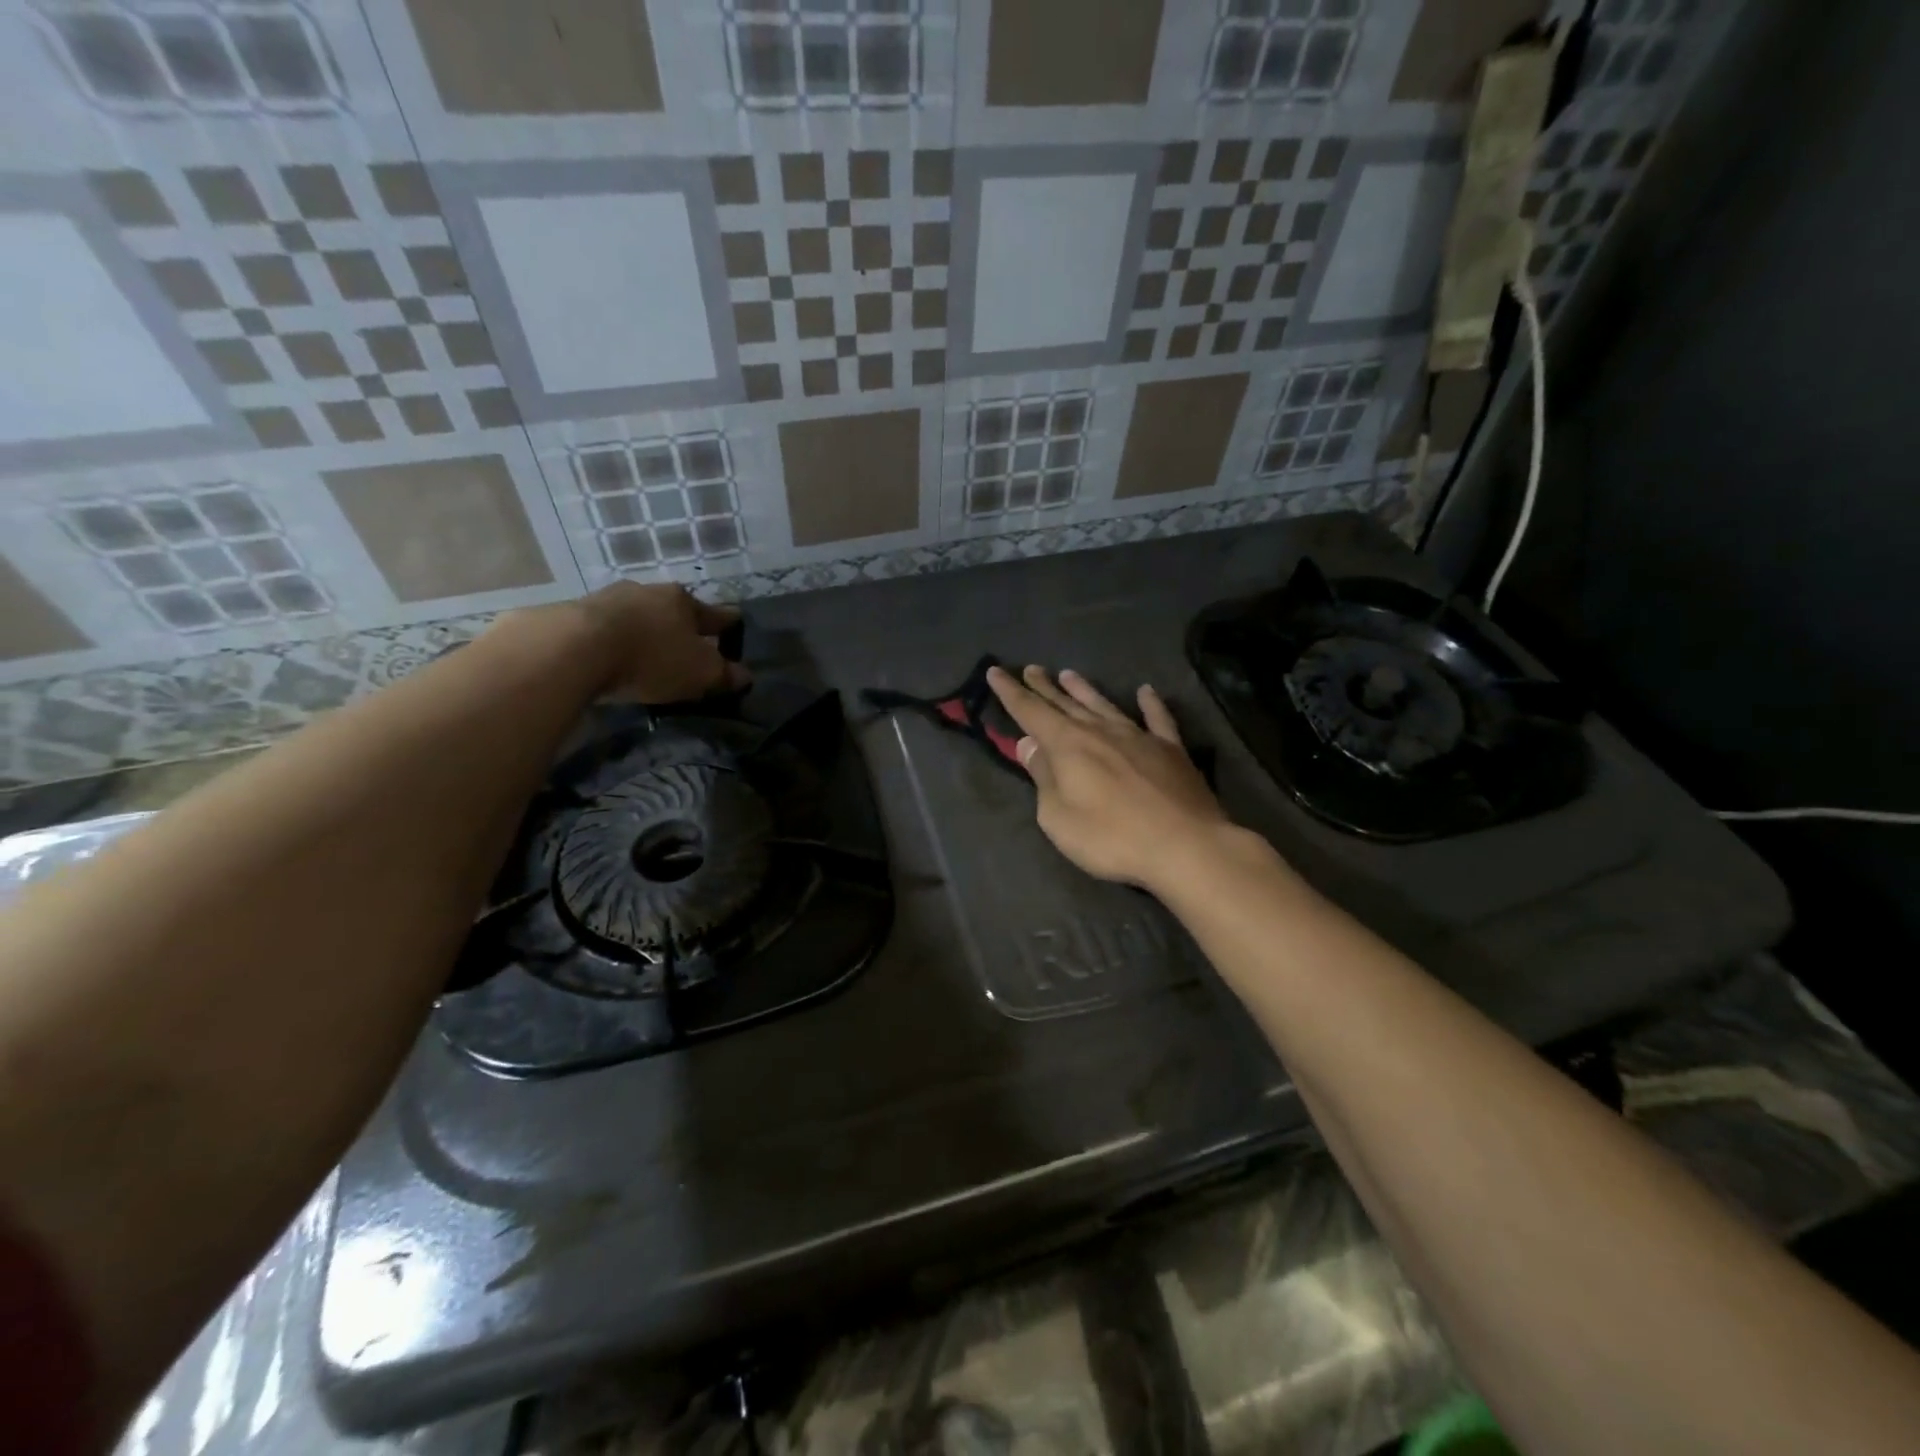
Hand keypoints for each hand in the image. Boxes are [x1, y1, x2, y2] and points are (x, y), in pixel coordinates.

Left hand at [573, 583, 749, 703]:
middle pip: (673, 610)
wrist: (575, 648)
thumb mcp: (700, 673)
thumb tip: (745, 675)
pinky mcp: (575, 613)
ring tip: (646, 651)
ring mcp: (609, 598)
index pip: (715, 614)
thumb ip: (724, 675)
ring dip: (644, 630)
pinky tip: (612, 654)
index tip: (735, 624)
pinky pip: (606, 628)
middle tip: (687, 645)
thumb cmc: (652, 657)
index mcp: (684, 601)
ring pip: (638, 615)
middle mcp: (649, 591)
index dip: (727, 624)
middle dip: (681, 626)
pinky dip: (614, 639)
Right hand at [987, 665, 1230, 892]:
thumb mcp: (1059, 817)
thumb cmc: (1111, 837)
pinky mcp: (1171, 750)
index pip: (1031, 712)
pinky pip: (1157, 718)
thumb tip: (1030, 745)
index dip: (1010, 692)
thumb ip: (1043, 778)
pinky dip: (1150, 703)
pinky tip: (1146, 691)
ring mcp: (1138, 737)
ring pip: (1104, 705)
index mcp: (1068, 745)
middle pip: (1065, 704)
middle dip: (1044, 687)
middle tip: (1030, 669)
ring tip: (1068, 674)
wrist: (1185, 845)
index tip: (995, 671)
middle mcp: (1100, 731)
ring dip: (1084, 690)